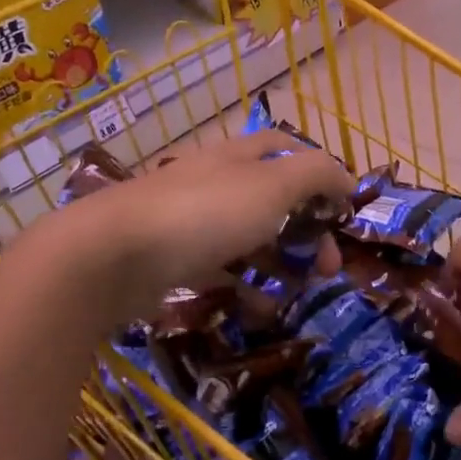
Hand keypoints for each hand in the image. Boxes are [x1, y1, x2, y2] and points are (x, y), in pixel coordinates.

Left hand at [38, 131, 353, 324]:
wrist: (112, 255)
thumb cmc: (203, 213)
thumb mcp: (272, 185)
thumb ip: (316, 175)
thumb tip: (347, 178)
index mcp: (238, 157)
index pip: (286, 149)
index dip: (321, 172)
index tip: (345, 209)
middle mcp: (215, 182)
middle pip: (274, 199)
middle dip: (308, 231)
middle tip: (330, 267)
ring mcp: (191, 221)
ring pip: (249, 237)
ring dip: (281, 261)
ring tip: (302, 290)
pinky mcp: (172, 259)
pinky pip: (220, 271)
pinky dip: (245, 287)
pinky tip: (261, 310)